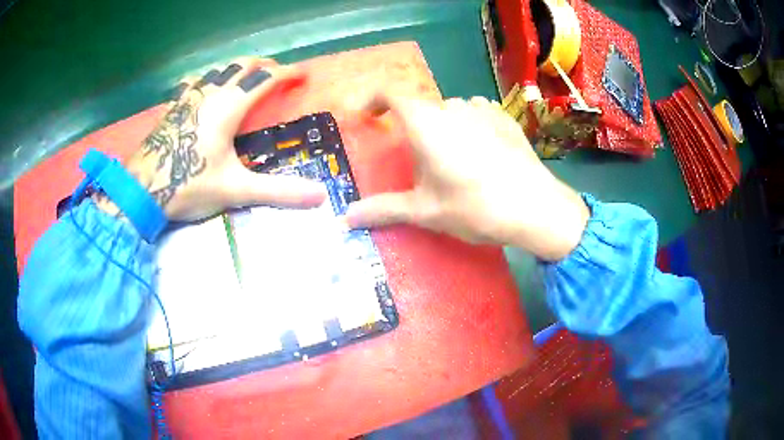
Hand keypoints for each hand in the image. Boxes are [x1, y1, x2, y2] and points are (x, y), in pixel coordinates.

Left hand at [98, 57, 325, 222]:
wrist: (141, 190)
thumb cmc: (188, 185)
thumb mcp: (235, 190)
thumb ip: (277, 192)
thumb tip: (319, 196)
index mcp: (229, 106)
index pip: (265, 78)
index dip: (287, 73)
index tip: (302, 75)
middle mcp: (210, 93)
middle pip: (242, 65)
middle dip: (264, 65)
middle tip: (277, 72)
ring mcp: (188, 97)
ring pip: (218, 69)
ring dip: (237, 68)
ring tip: (246, 75)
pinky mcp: (173, 107)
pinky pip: (193, 82)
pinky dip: (207, 78)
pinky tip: (203, 85)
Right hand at [345, 93, 589, 260]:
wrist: (536, 208)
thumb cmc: (475, 207)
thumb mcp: (425, 211)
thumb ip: (383, 210)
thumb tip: (345, 219)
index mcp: (426, 122)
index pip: (390, 93)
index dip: (373, 100)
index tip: (366, 116)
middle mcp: (452, 106)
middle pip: (421, 107)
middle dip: (412, 127)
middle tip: (417, 160)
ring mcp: (482, 108)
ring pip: (450, 110)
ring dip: (442, 127)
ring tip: (452, 160)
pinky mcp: (505, 117)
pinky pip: (476, 113)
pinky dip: (468, 126)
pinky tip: (480, 152)